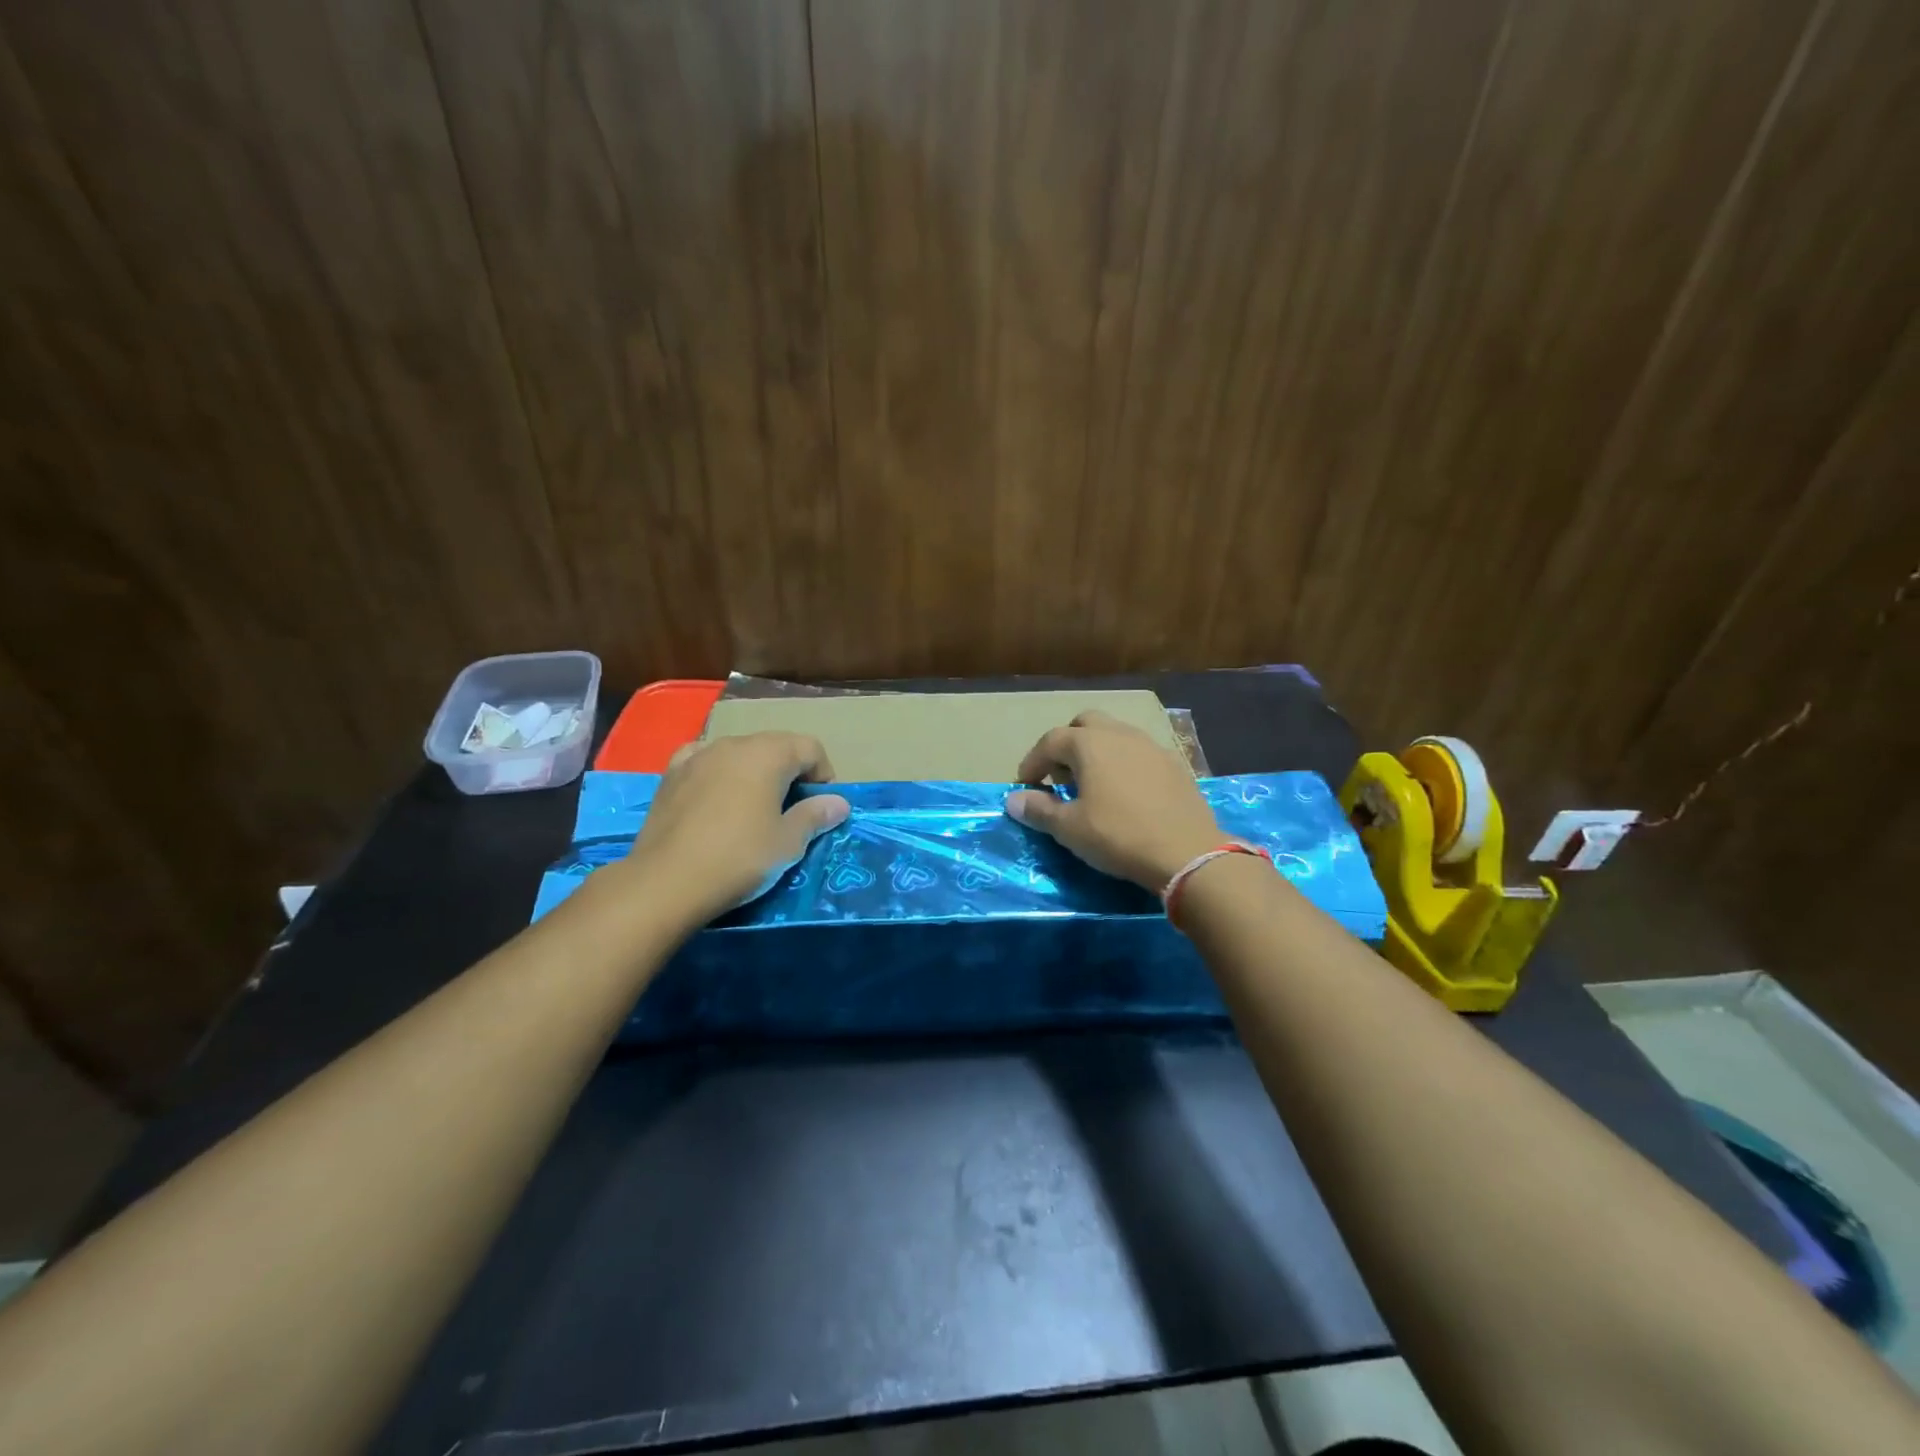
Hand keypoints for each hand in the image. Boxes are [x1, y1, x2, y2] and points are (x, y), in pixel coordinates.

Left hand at [623, 732, 849, 921]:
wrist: (665, 882)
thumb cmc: (739, 859)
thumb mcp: (788, 843)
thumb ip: (815, 815)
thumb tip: (839, 802)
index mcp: (768, 754)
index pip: (811, 748)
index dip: (823, 775)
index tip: (821, 808)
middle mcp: (733, 743)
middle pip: (775, 746)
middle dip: (790, 772)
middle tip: (791, 811)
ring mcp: (698, 755)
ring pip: (739, 753)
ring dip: (755, 772)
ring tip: (753, 808)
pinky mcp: (670, 774)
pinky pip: (704, 761)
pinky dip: (718, 773)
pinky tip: (715, 796)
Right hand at [1005, 710, 1221, 891]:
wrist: (1187, 852)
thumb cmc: (1118, 835)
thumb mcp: (1069, 828)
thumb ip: (1039, 809)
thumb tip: (1013, 799)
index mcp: (1090, 744)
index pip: (1050, 741)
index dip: (1032, 762)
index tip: (1025, 786)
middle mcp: (1119, 734)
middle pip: (1085, 724)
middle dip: (1067, 745)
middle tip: (1061, 777)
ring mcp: (1151, 746)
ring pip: (1115, 735)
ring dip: (1097, 752)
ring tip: (1092, 785)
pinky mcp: (1174, 764)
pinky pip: (1139, 753)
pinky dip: (1123, 764)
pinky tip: (1125, 793)